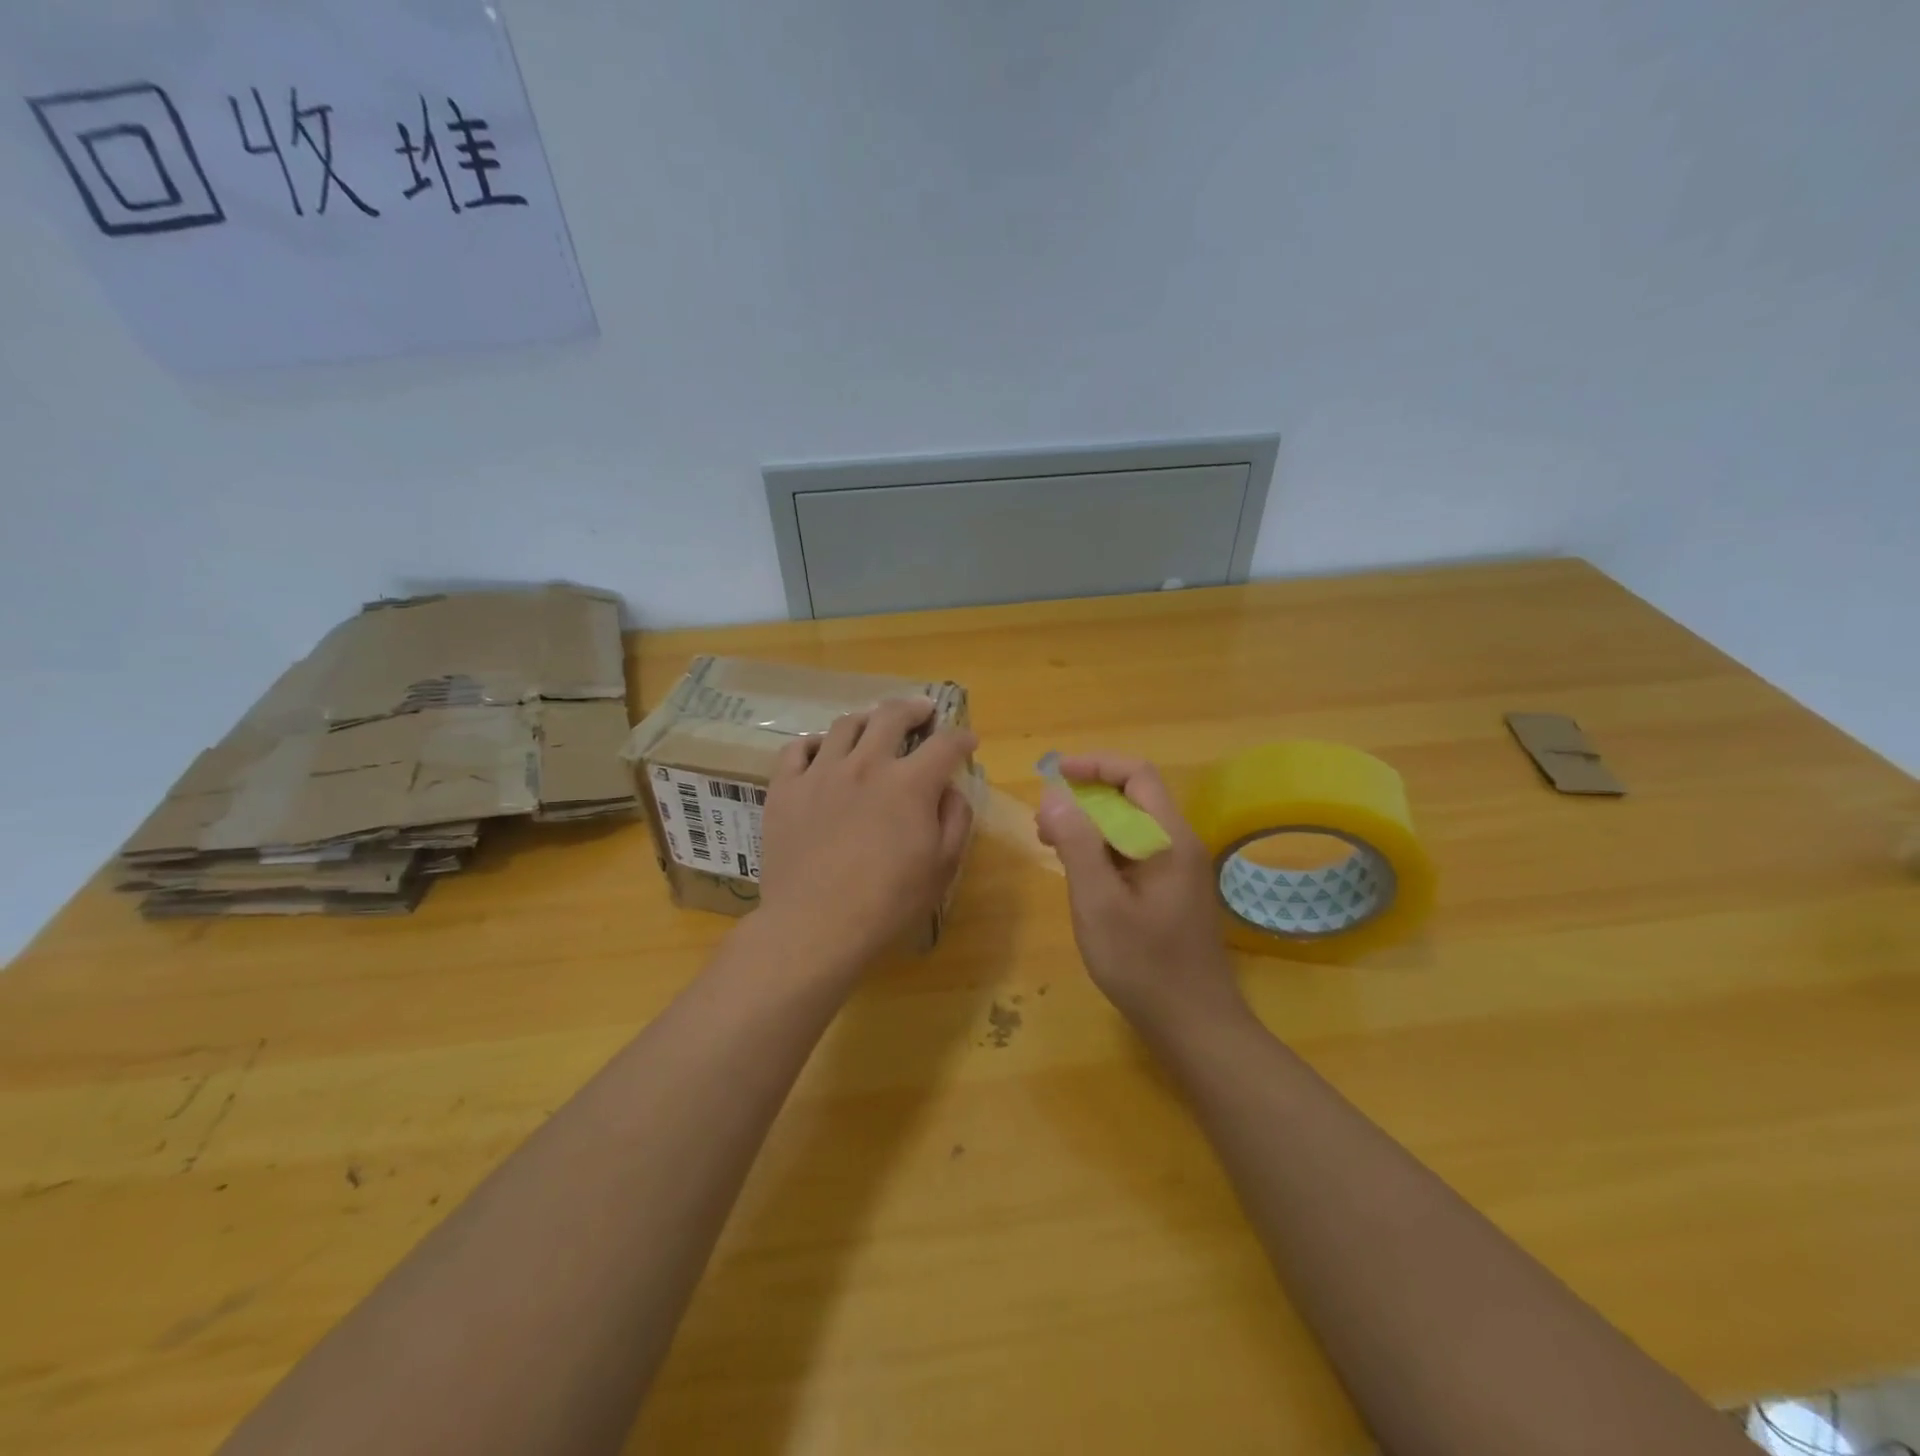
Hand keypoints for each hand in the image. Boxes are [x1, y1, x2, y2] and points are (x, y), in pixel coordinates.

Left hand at [757, 698, 976, 976]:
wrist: (814, 925)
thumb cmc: (887, 902)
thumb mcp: (942, 868)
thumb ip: (955, 820)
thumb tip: (950, 790)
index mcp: (910, 784)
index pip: (945, 744)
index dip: (961, 738)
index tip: (967, 741)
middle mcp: (866, 764)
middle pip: (891, 716)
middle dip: (914, 708)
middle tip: (922, 711)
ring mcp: (820, 773)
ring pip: (844, 725)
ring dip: (866, 719)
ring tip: (872, 725)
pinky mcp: (785, 789)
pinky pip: (795, 749)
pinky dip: (812, 743)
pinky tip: (820, 751)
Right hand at [1035, 755, 1246, 1032]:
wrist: (1196, 1025)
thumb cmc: (1144, 964)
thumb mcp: (1099, 903)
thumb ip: (1078, 845)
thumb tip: (1055, 796)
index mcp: (1168, 839)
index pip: (1137, 775)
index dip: (1095, 765)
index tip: (1054, 775)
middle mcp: (1179, 845)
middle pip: (1134, 797)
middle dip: (1087, 797)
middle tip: (1045, 820)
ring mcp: (1179, 870)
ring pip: (1133, 827)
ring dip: (1092, 824)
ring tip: (1052, 844)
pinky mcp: (1172, 892)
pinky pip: (1135, 852)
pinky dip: (1104, 850)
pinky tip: (1080, 873)